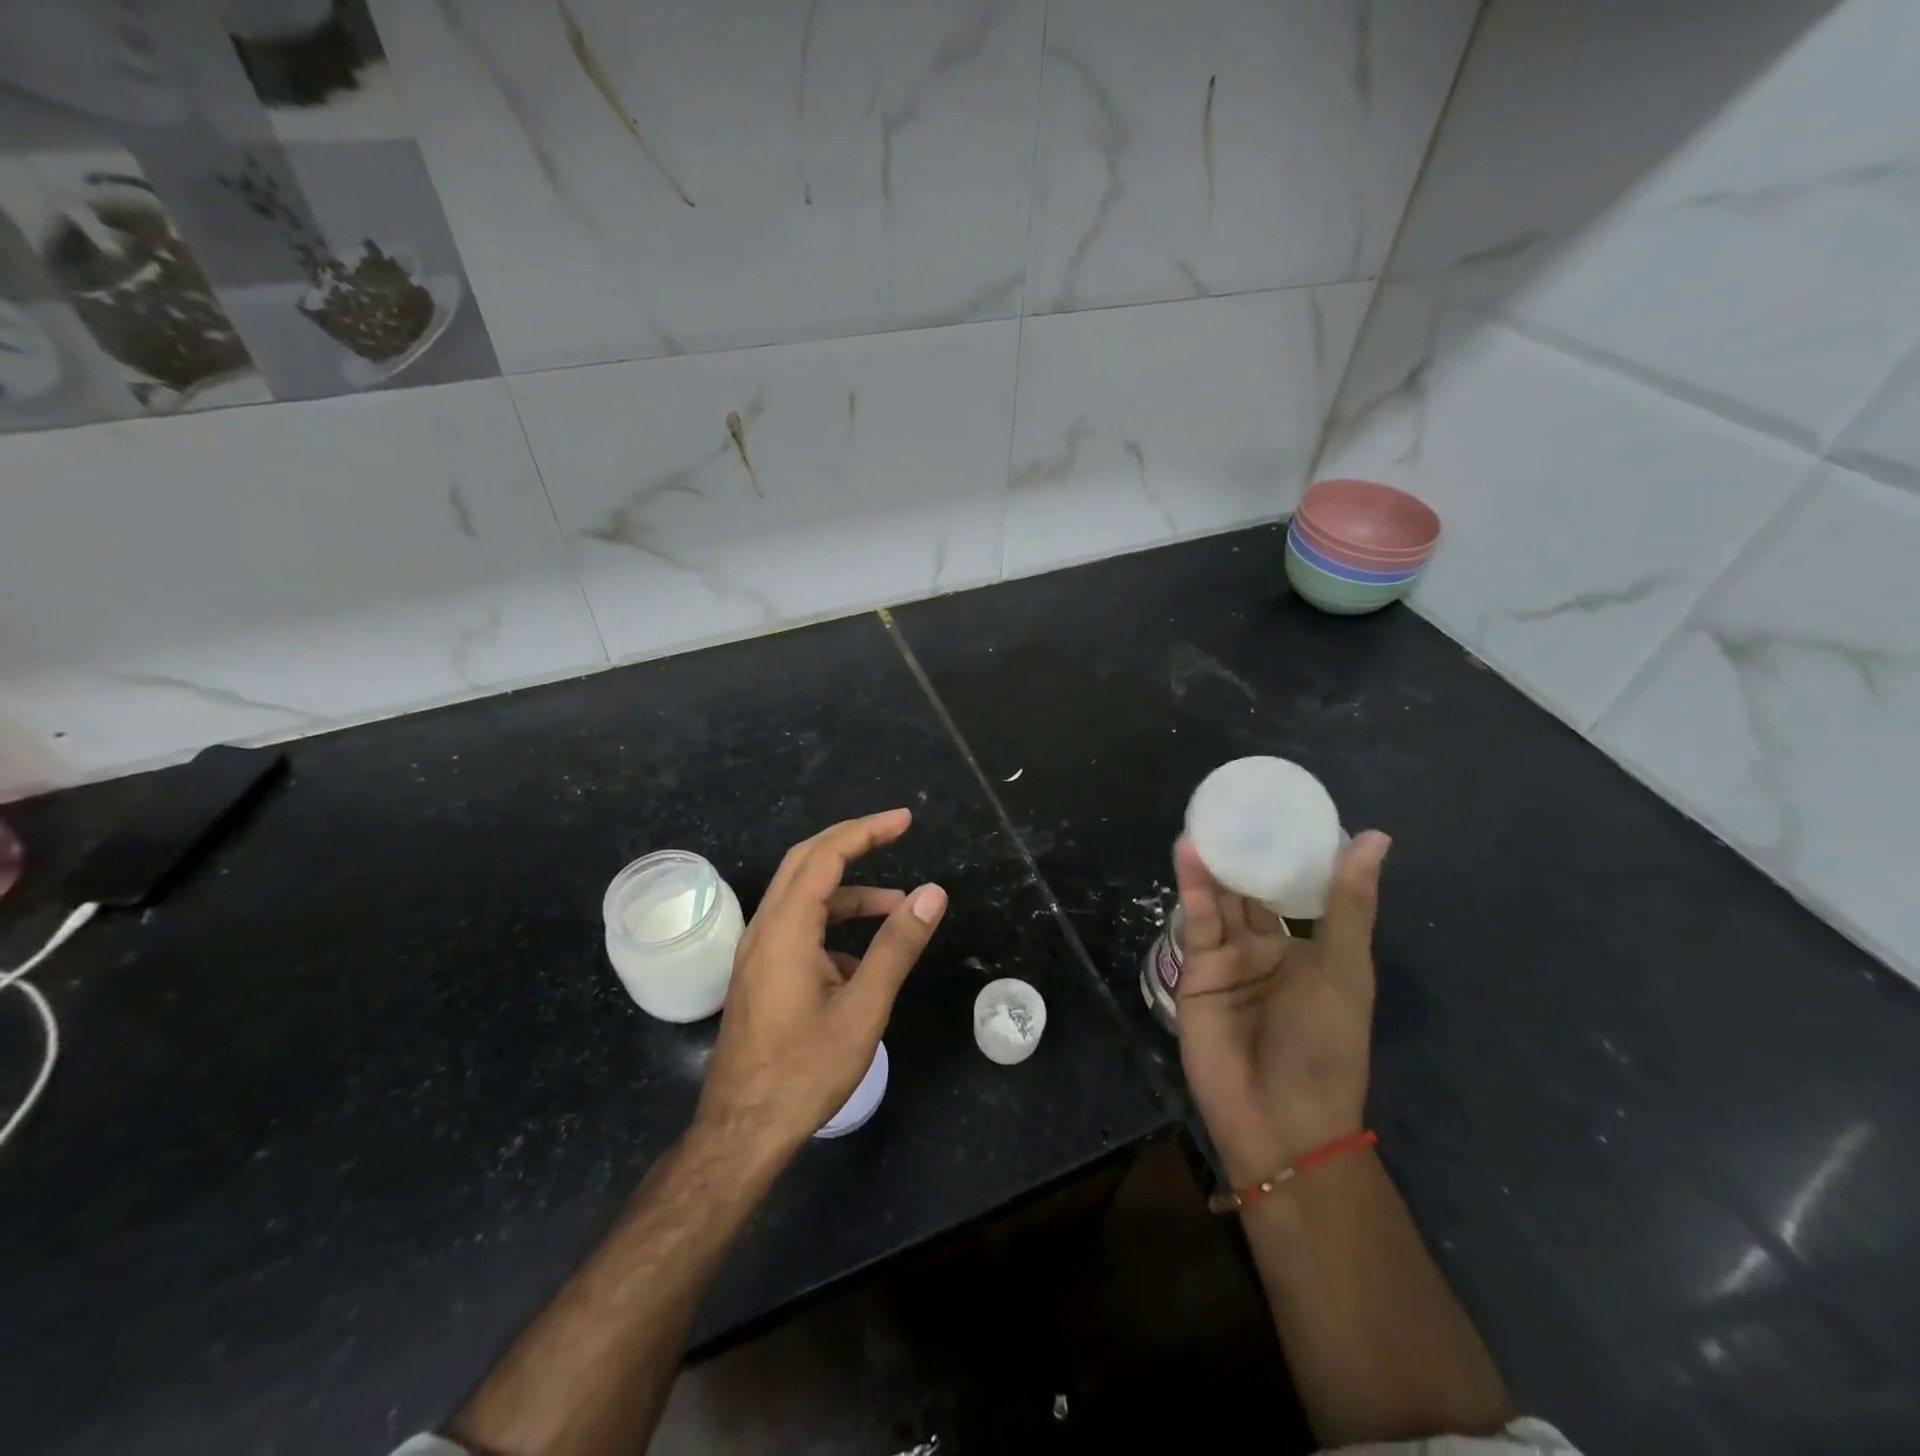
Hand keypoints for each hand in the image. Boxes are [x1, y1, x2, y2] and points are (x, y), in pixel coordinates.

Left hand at [692, 809, 947, 1164]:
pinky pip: (799, 929)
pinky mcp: (760, 974)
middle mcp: (765, 929)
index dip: (865, 831)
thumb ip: (897, 946)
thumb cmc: (804, 1071)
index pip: (825, 856)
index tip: (904, 820)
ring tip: (897, 905)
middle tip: (896, 833)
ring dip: (849, 891)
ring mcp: (758, 952)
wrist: (742, 1133)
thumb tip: (932, 894)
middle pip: (806, 862)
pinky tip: (862, 960)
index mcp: (786, 928)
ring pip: (803, 897)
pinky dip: (834, 925)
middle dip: (852, 842)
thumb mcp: (863, 1008)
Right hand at [1173, 830, 1390, 1187]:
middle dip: (1242, 851)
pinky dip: (1192, 886)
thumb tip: (1376, 836)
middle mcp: (1264, 948)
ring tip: (1207, 818)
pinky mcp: (1196, 970)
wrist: (1281, 1119)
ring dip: (1214, 862)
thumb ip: (1349, 904)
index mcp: (1305, 949)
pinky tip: (1188, 852)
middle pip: (1250, 889)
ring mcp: (1228, 959)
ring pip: (1220, 899)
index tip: (1280, 809)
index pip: (1294, 890)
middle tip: (1232, 804)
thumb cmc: (1326, 1045)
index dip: (1287, 852)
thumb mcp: (1345, 970)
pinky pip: (1196, 921)